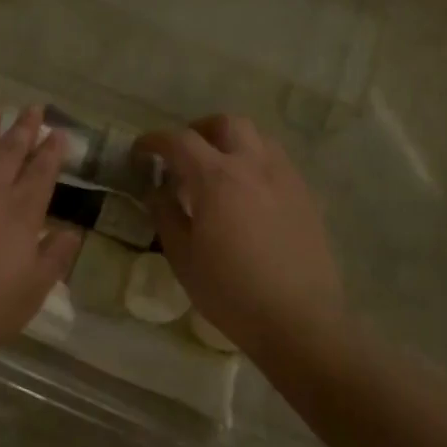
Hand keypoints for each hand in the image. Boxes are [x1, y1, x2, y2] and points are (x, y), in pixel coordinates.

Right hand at [135, 116, 345, 359]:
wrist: (299, 322)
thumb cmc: (231, 292)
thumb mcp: (183, 257)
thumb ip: (166, 214)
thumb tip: (157, 190)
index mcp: (217, 178)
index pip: (179, 141)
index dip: (155, 141)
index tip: (141, 152)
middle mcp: (253, 166)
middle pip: (226, 124)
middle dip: (199, 130)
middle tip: (183, 154)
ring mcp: (285, 178)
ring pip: (257, 137)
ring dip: (231, 142)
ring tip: (218, 169)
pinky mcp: (306, 196)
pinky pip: (277, 161)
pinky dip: (255, 162)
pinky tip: (248, 194)